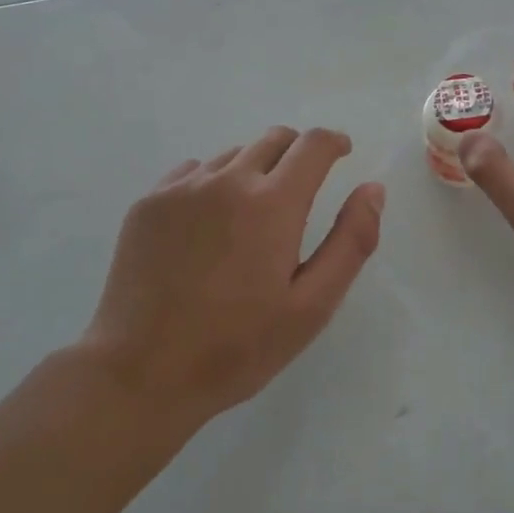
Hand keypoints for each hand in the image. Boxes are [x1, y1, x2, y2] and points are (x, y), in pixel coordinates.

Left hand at [78, 127, 384, 421]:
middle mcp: (227, 180)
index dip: (333, 142)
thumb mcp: (312, 306)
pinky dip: (213, 183)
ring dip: (254, 169)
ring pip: (232, 155)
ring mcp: (182, 189)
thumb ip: (351, 241)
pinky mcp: (148, 203)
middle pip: (273, 140)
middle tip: (303, 186)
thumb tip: (372, 189)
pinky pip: (192, 172)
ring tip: (253, 214)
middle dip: (297, 152)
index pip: (312, 145)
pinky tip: (208, 224)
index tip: (342, 152)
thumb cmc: (237, 347)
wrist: (140, 373)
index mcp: (272, 203)